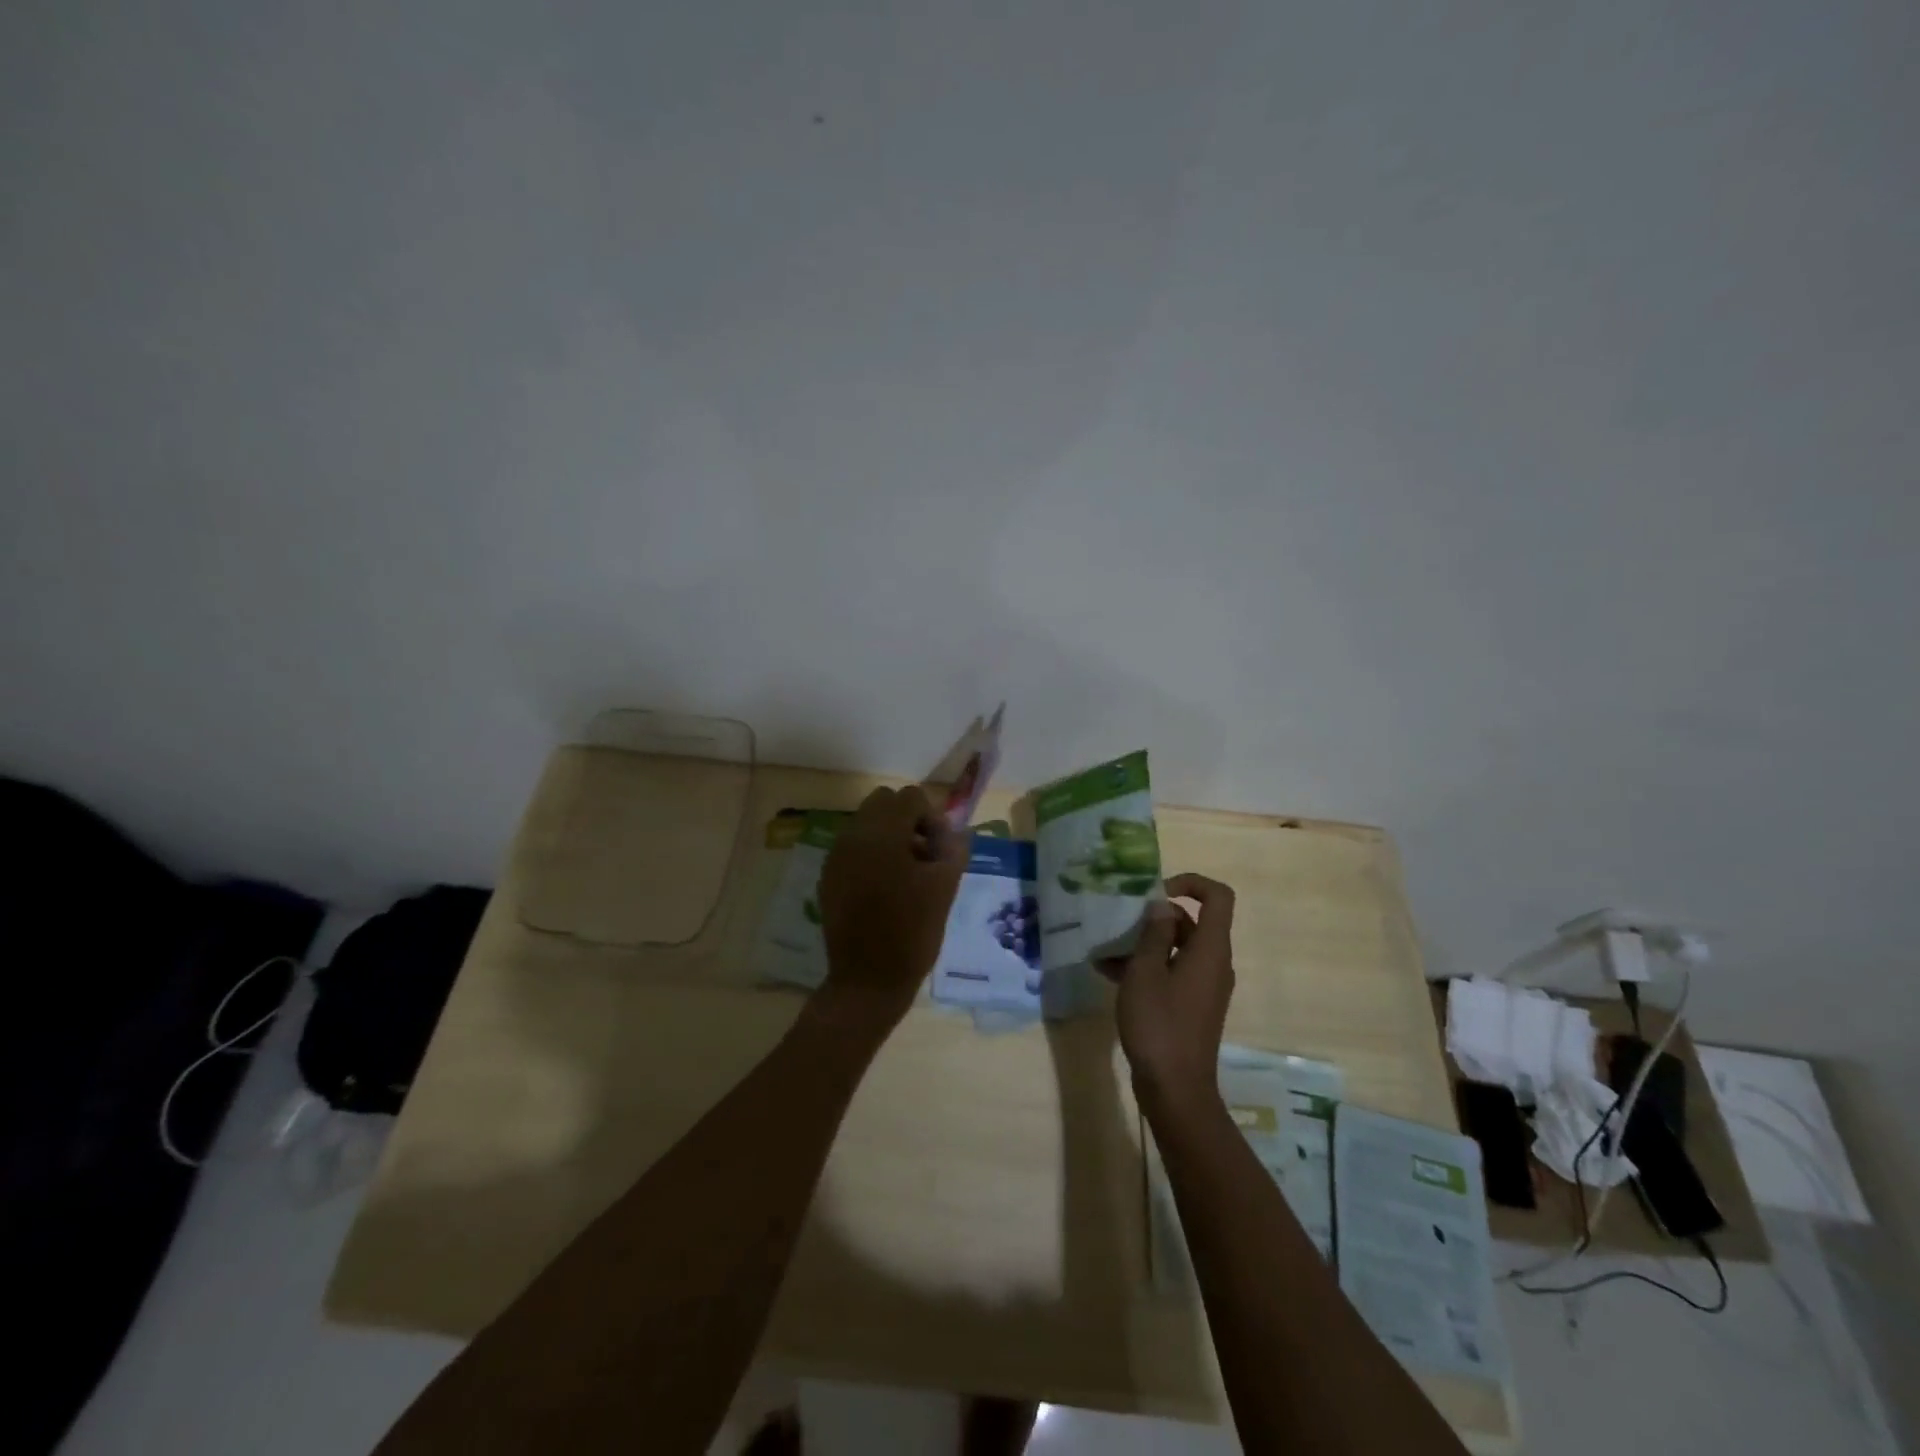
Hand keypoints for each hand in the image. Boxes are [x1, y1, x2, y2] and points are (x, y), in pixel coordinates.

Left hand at [815, 786, 966, 1033]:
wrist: (868, 981)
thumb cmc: (913, 932)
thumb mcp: (945, 886)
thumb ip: (953, 847)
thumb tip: (951, 831)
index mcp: (882, 834)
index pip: (910, 797)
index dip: (932, 818)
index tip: (940, 850)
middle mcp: (853, 836)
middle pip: (884, 802)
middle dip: (908, 820)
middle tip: (925, 855)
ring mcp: (836, 856)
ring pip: (866, 823)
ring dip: (890, 836)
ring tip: (908, 873)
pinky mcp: (828, 876)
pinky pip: (853, 847)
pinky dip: (871, 854)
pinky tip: (885, 888)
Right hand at [1102, 873, 1235, 1117]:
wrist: (1175, 1090)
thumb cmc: (1160, 1025)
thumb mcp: (1146, 973)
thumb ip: (1153, 935)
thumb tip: (1162, 907)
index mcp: (1211, 949)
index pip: (1217, 896)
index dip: (1190, 883)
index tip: (1155, 893)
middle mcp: (1214, 963)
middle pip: (1192, 922)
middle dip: (1154, 918)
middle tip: (1120, 923)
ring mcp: (1204, 986)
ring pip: (1177, 948)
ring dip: (1143, 944)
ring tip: (1105, 949)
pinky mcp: (1192, 1005)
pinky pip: (1172, 971)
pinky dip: (1146, 967)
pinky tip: (1108, 972)